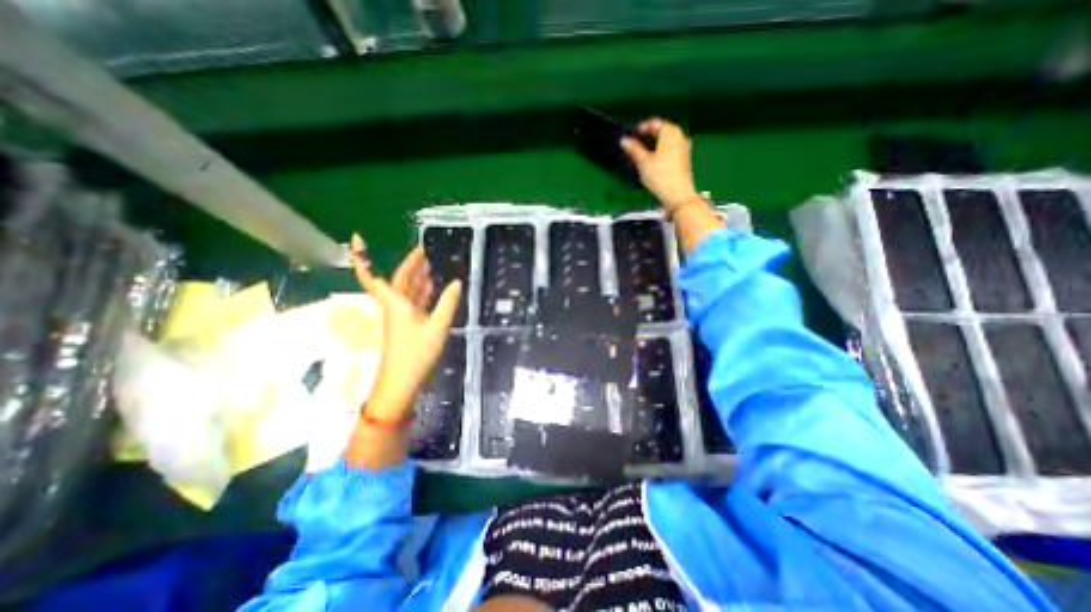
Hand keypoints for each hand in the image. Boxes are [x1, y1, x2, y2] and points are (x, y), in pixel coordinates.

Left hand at [350, 234, 457, 419]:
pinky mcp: (407, 326)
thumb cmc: (416, 352)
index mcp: (395, 303)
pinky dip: (421, 293)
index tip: (357, 238)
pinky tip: (430, 288)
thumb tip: (457, 282)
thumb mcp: (437, 326)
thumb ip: (447, 303)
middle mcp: (395, 306)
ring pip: (406, 292)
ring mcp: (401, 316)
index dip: (362, 258)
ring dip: (416, 278)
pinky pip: (413, 303)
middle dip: (409, 265)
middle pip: (398, 280)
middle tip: (422, 252)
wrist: (402, 381)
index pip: (372, 277)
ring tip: (427, 265)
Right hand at [622, 117, 697, 212]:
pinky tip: (651, 164)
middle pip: (660, 132)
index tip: (629, 139)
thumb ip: (633, 149)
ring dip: (652, 147)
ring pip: (664, 142)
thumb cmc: (660, 176)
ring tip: (639, 157)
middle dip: (645, 139)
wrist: (678, 196)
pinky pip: (669, 151)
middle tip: (632, 148)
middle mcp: (680, 136)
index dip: (639, 129)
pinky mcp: (684, 160)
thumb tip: (624, 140)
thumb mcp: (643, 162)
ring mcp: (684, 148)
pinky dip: (659, 153)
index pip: (653, 123)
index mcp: (671, 132)